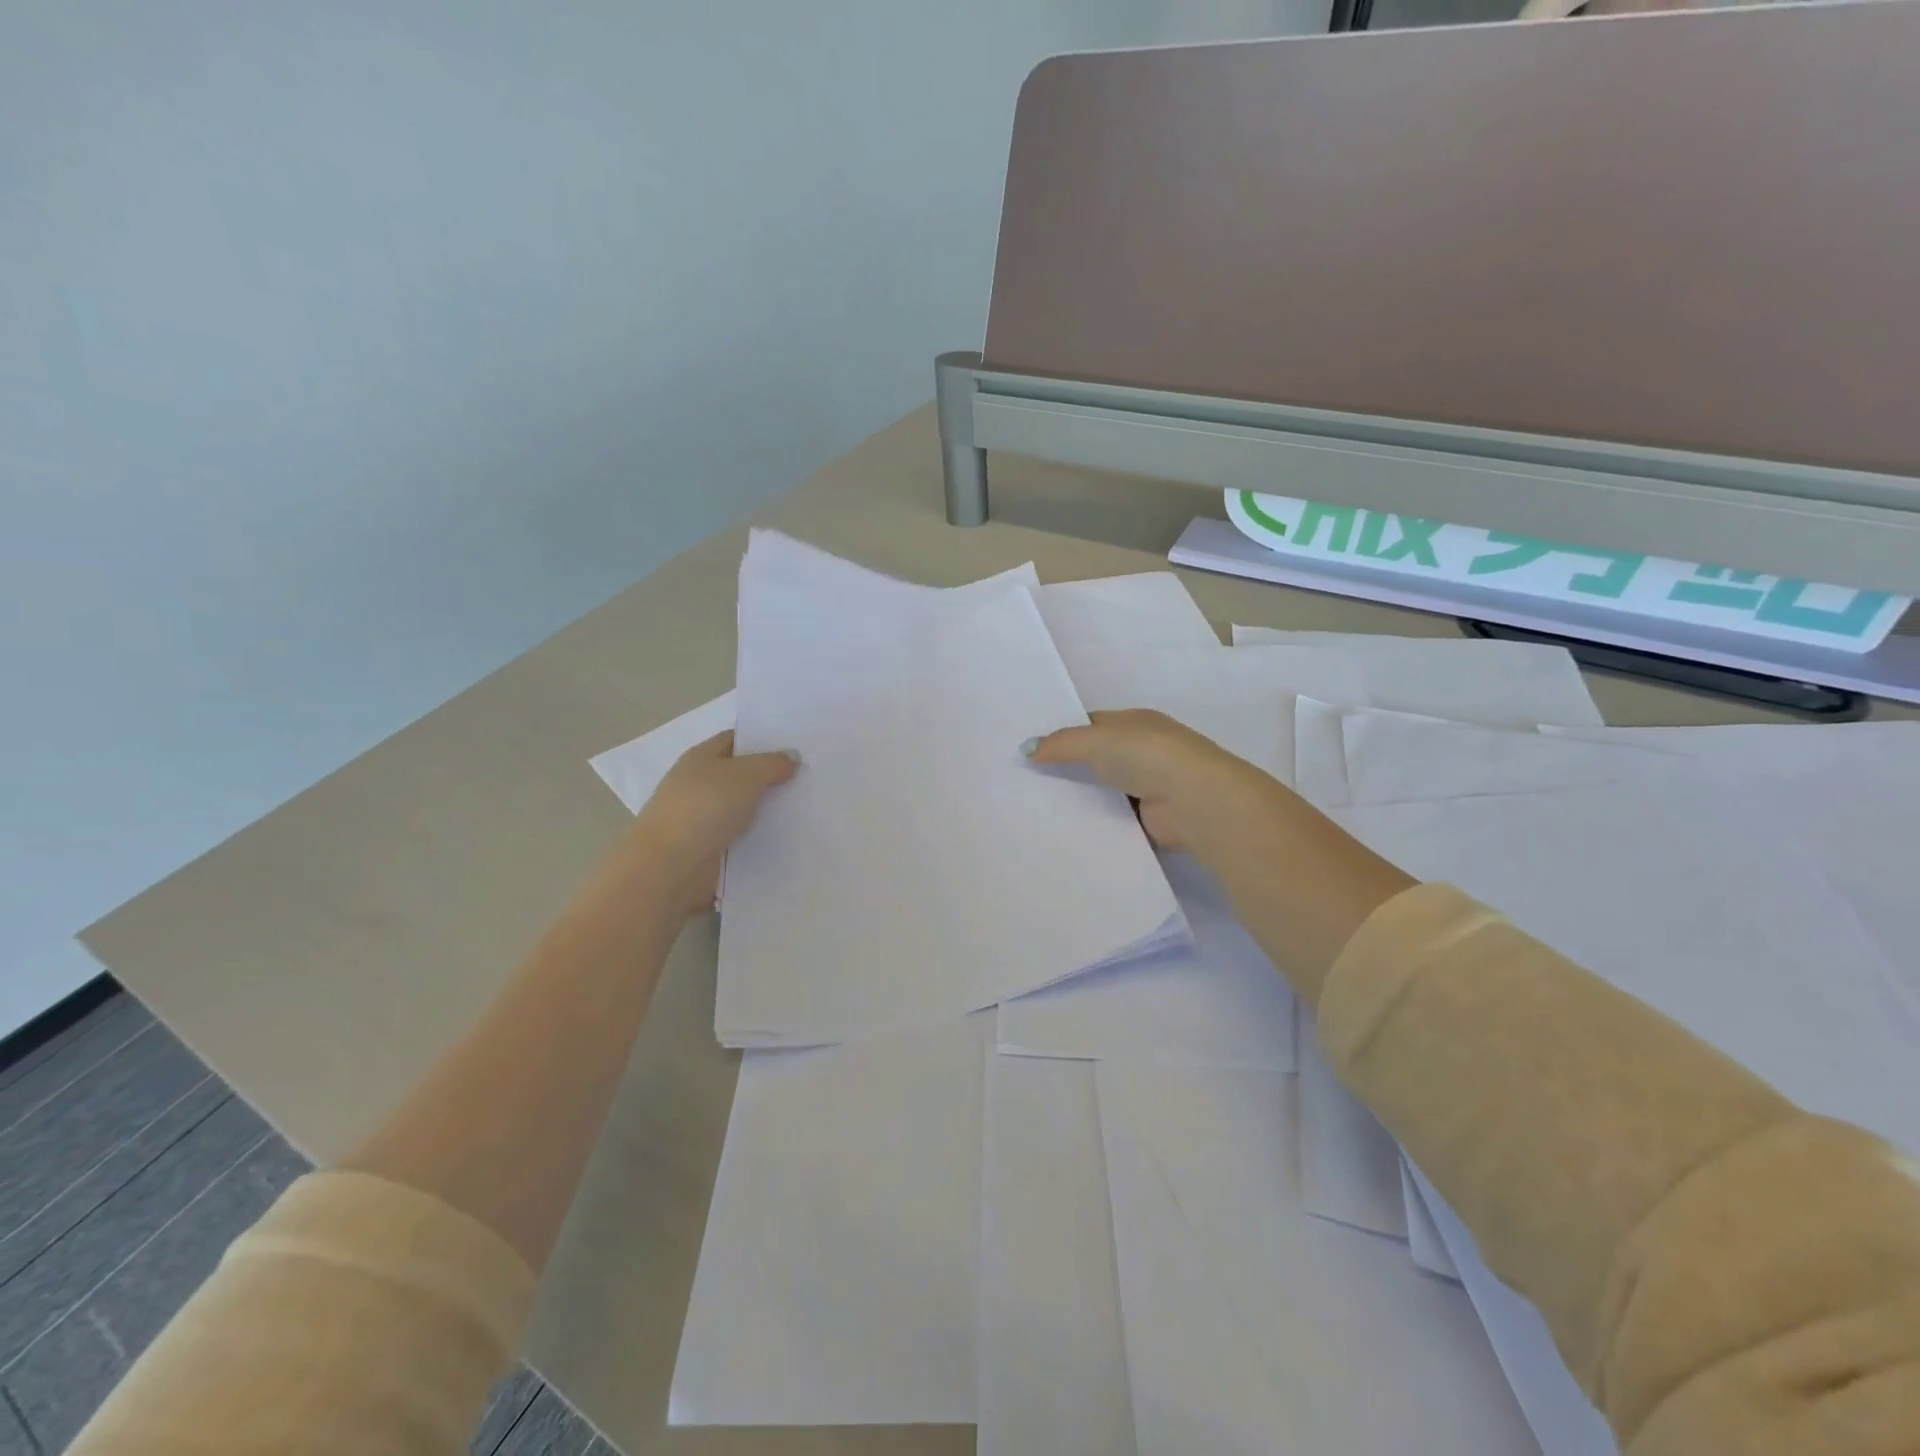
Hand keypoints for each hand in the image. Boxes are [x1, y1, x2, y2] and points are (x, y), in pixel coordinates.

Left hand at [629, 731, 799, 916]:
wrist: (670, 866)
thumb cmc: (705, 807)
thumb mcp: (747, 775)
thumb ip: (772, 763)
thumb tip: (791, 757)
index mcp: (701, 757)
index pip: (735, 740)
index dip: (763, 741)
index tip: (795, 747)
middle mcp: (698, 784)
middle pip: (740, 775)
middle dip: (770, 777)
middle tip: (807, 778)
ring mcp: (700, 818)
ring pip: (742, 808)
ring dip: (766, 811)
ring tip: (805, 809)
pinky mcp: (706, 849)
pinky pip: (740, 838)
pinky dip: (758, 838)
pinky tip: (785, 838)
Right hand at [1025, 709, 1281, 854]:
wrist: (1194, 800)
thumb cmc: (1147, 755)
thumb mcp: (1096, 740)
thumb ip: (1061, 744)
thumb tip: (1026, 748)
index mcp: (1136, 723)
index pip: (1093, 724)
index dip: (1064, 734)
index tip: (1032, 749)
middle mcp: (1143, 752)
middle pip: (1097, 759)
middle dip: (1068, 769)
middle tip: (1025, 782)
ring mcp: (1148, 786)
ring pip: (1103, 791)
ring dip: (1081, 798)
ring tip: (1035, 809)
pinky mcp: (1149, 819)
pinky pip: (1113, 819)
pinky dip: (1096, 824)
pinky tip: (1064, 830)